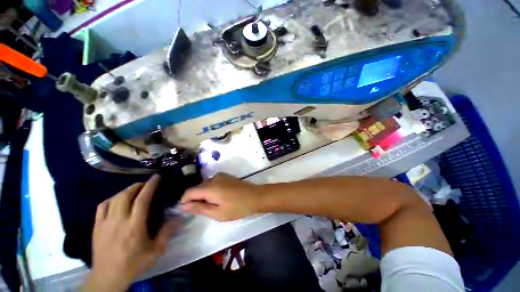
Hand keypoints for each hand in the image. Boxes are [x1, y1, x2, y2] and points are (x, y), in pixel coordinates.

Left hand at [83, 175, 176, 291]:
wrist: (108, 277)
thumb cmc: (134, 263)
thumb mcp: (156, 250)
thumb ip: (168, 232)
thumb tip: (181, 217)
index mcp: (134, 225)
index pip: (142, 199)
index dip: (150, 186)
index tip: (156, 177)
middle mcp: (119, 220)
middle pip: (126, 195)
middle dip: (137, 186)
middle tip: (146, 184)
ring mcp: (105, 223)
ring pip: (114, 199)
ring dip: (125, 191)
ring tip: (134, 190)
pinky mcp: (96, 227)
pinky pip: (101, 207)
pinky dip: (110, 199)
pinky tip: (116, 200)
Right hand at [180, 174, 262, 220]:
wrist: (256, 196)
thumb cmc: (237, 207)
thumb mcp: (217, 212)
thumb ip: (199, 208)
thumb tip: (183, 206)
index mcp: (210, 187)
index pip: (189, 192)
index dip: (185, 201)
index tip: (188, 211)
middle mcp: (213, 178)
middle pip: (197, 188)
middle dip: (196, 199)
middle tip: (205, 211)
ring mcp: (221, 176)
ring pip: (205, 185)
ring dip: (204, 195)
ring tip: (214, 205)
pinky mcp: (226, 176)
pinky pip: (213, 183)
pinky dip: (211, 190)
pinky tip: (220, 198)